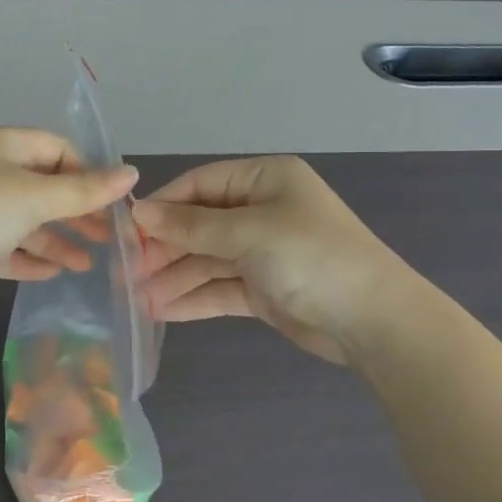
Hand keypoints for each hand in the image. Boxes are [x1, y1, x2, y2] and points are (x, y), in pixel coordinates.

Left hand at [0, 128, 137, 315]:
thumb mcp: (36, 197)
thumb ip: (85, 190)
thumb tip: (132, 173)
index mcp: (1, 145)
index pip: (57, 148)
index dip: (87, 173)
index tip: (112, 203)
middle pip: (42, 186)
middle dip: (76, 212)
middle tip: (107, 238)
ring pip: (24, 220)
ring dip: (56, 240)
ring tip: (85, 265)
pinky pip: (4, 246)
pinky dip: (28, 257)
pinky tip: (52, 274)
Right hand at [132, 157, 403, 364]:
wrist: (374, 321)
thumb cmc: (310, 257)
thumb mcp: (248, 233)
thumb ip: (190, 226)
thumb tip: (138, 213)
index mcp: (264, 179)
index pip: (199, 185)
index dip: (162, 207)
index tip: (126, 232)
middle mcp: (261, 210)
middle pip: (198, 225)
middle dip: (164, 249)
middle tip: (127, 273)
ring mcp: (262, 251)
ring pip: (205, 260)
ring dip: (172, 278)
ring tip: (136, 299)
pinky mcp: (263, 288)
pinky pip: (218, 287)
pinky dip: (192, 298)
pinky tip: (160, 311)